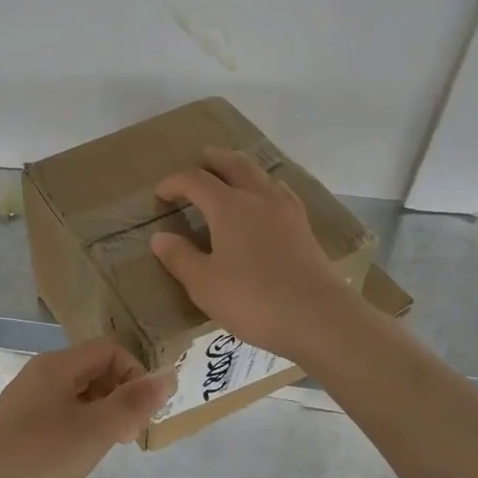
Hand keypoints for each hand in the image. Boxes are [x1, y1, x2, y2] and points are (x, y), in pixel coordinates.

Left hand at [0, 338, 172, 477]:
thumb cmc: (35, 460)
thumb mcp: (94, 432)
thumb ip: (134, 403)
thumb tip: (169, 374)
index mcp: (58, 365)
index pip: (111, 349)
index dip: (135, 374)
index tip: (140, 415)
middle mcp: (41, 375)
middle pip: (95, 369)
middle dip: (120, 397)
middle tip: (126, 437)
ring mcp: (26, 402)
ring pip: (79, 395)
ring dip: (102, 417)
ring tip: (103, 451)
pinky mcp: (17, 428)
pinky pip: (61, 416)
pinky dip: (79, 431)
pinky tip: (75, 460)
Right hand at [149, 147, 361, 360]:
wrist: (318, 317)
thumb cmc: (253, 300)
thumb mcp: (204, 284)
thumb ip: (179, 257)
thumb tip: (160, 237)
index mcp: (229, 207)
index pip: (195, 180)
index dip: (174, 183)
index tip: (160, 194)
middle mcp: (259, 197)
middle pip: (234, 164)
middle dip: (214, 160)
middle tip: (201, 161)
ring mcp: (286, 210)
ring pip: (261, 175)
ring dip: (241, 169)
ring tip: (231, 178)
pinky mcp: (304, 227)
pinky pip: (279, 192)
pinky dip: (264, 187)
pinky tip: (264, 204)